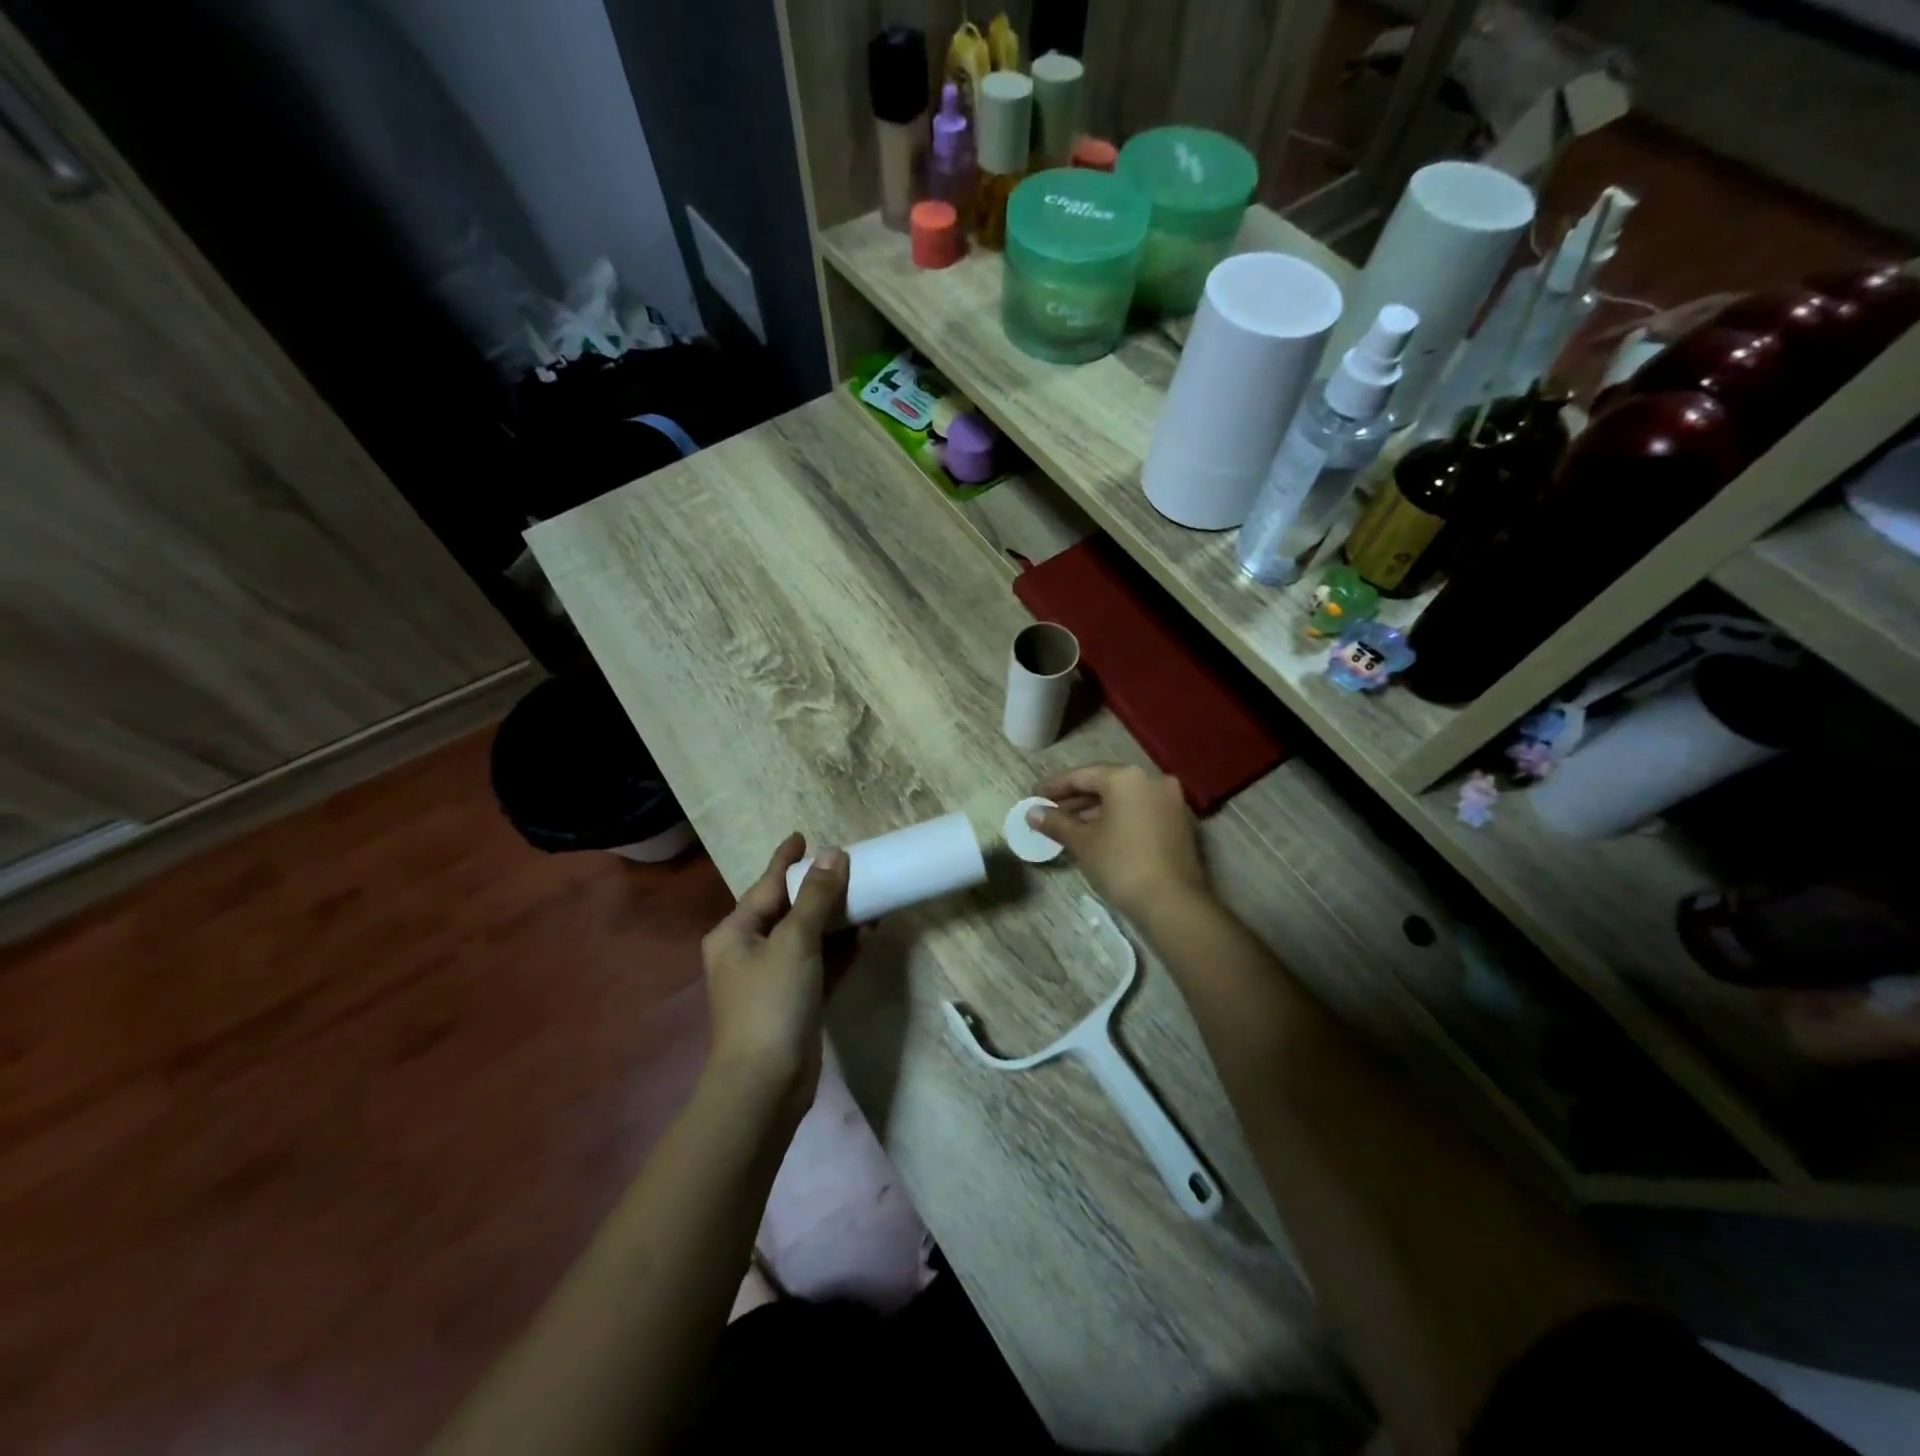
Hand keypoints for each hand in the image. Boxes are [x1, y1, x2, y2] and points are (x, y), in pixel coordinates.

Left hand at [700, 834, 849, 1129]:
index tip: (802, 835)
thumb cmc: (771, 1002)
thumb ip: (817, 897)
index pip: (766, 885)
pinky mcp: (798, 1001)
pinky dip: (842, 949)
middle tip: (849, 864)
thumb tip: (835, 855)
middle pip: (790, 909)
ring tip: (868, 893)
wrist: (766, 1084)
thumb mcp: (795, 941)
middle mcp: (750, 951)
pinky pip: (822, 964)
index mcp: (735, 933)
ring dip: (837, 918)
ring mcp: (775, 979)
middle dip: (819, 889)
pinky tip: (868, 932)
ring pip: (810, 937)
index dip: (786, 860)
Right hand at [1029, 764, 1208, 920]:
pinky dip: (1118, 820)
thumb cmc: (1121, 864)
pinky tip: (1097, 836)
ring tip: (1069, 828)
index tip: (1034, 796)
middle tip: (1049, 813)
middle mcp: (1153, 781)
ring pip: (1124, 800)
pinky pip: (1140, 813)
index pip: (1083, 775)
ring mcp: (1171, 802)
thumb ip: (1055, 822)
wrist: (1172, 903)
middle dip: (1075, 800)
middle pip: (1106, 785)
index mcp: (1128, 777)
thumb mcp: (1082, 842)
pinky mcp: (1180, 824)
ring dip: (1096, 811)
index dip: (1055, 786)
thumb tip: (1031, 813)